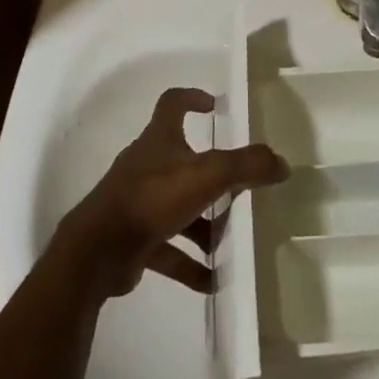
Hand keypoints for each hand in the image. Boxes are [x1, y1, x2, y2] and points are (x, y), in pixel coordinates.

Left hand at [54, 87, 287, 298]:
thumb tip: (280, 163)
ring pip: (178, 207)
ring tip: (230, 242)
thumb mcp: (207, 175)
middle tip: (239, 187)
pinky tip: (213, 280)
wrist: (98, 251)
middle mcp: (146, 165)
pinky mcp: (134, 238)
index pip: (172, 103)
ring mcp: (138, 202)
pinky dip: (190, 263)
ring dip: (203, 225)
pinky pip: (169, 248)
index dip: (192, 98)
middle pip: (182, 160)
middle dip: (212, 175)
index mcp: (159, 139)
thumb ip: (246, 166)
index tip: (215, 105)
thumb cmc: (152, 198)